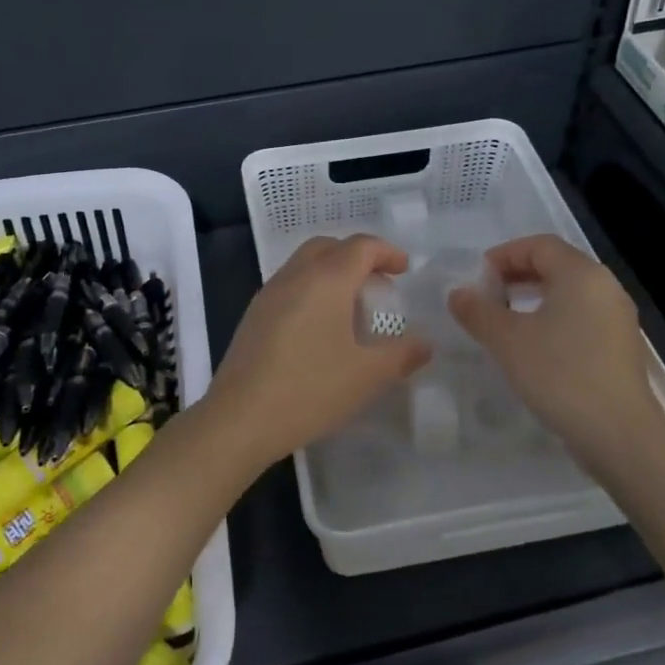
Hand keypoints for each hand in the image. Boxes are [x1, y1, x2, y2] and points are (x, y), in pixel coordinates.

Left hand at [204, 234, 430, 468]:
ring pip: (305, 264)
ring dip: (332, 272)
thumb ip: (401, 355)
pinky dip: (312, 290)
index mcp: (326, 279)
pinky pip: (289, 285)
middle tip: (378, 284)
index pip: (360, 246)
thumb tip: (425, 344)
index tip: (404, 269)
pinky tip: (320, 327)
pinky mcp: (253, 316)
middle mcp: (295, 276)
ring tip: (352, 307)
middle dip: (357, 256)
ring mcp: (269, 294)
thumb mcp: (367, 376)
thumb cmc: (310, 390)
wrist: (239, 418)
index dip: (386, 252)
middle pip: (329, 247)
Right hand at [448, 234, 664, 453]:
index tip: (477, 279)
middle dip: (516, 276)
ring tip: (505, 323)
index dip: (503, 255)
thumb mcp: (507, 341)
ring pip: (569, 293)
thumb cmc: (560, 375)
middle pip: (556, 265)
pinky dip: (553, 320)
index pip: (539, 245)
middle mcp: (605, 287)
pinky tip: (534, 348)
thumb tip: (458, 293)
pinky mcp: (621, 347)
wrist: (619, 436)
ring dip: (533, 299)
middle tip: (486, 298)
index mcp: (581, 274)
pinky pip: (581, 317)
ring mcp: (618, 318)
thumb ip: (478, 311)